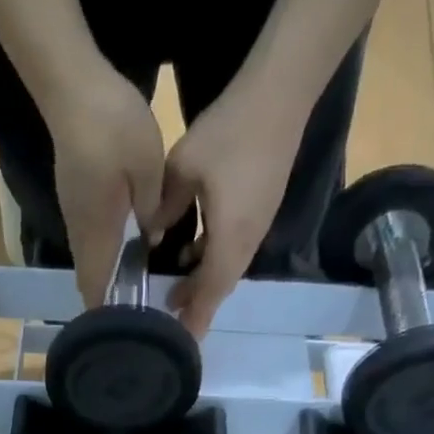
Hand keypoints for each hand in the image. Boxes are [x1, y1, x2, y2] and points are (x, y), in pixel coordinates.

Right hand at [46, 61, 165, 309]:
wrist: (71, 86)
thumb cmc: (112, 126)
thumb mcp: (147, 167)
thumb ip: (151, 208)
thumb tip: (151, 237)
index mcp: (98, 228)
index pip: (97, 281)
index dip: (105, 309)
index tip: (117, 332)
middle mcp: (81, 227)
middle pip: (89, 274)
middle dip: (106, 299)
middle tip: (130, 318)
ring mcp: (73, 210)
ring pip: (89, 257)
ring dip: (104, 276)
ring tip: (128, 293)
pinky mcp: (74, 194)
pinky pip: (89, 237)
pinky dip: (103, 254)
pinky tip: (121, 253)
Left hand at [157, 86, 306, 336]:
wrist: (281, 93)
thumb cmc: (230, 131)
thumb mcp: (183, 168)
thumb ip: (165, 207)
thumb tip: (152, 234)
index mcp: (230, 237)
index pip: (210, 290)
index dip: (195, 316)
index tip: (181, 340)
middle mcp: (248, 240)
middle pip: (221, 285)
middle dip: (197, 304)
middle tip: (170, 318)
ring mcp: (257, 225)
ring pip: (228, 267)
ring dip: (203, 282)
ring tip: (176, 293)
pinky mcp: (260, 209)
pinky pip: (233, 248)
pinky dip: (212, 259)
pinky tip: (192, 252)